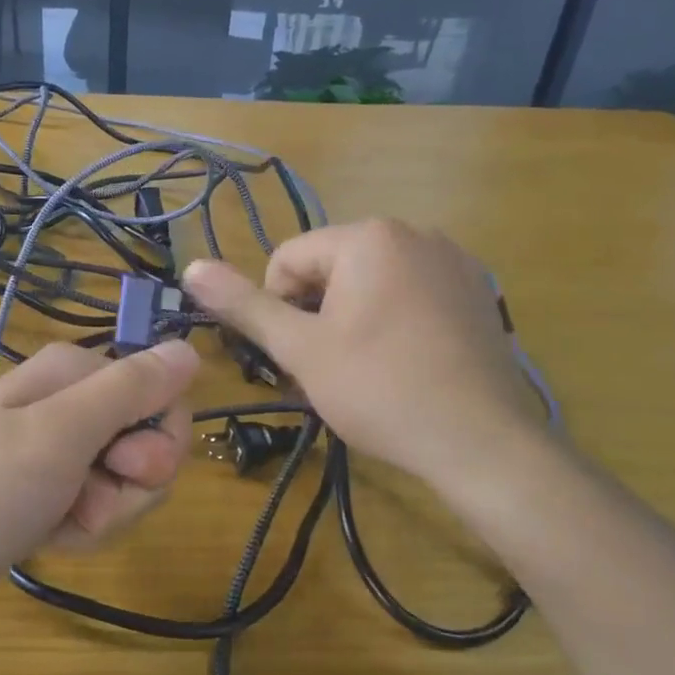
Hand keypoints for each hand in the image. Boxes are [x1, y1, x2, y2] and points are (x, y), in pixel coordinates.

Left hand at [0, 339, 198, 614]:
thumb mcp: (60, 434)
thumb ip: (130, 390)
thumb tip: (191, 348)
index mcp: (79, 374)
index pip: (165, 399)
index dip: (158, 443)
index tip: (122, 470)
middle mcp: (75, 403)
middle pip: (149, 445)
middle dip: (129, 489)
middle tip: (84, 503)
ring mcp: (61, 448)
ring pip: (126, 484)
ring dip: (104, 515)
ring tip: (57, 523)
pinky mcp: (51, 487)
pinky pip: (97, 506)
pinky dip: (81, 529)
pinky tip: (48, 537)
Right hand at [183, 221, 545, 491]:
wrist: (482, 442)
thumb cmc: (380, 390)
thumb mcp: (301, 349)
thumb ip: (244, 305)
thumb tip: (191, 267)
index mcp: (368, 236)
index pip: (289, 260)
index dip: (279, 310)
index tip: (298, 355)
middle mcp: (414, 232)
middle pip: (331, 268)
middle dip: (318, 313)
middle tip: (331, 367)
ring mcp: (454, 259)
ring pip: (370, 281)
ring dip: (352, 317)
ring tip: (368, 368)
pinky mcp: (477, 290)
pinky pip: (411, 292)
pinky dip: (394, 319)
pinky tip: (407, 363)